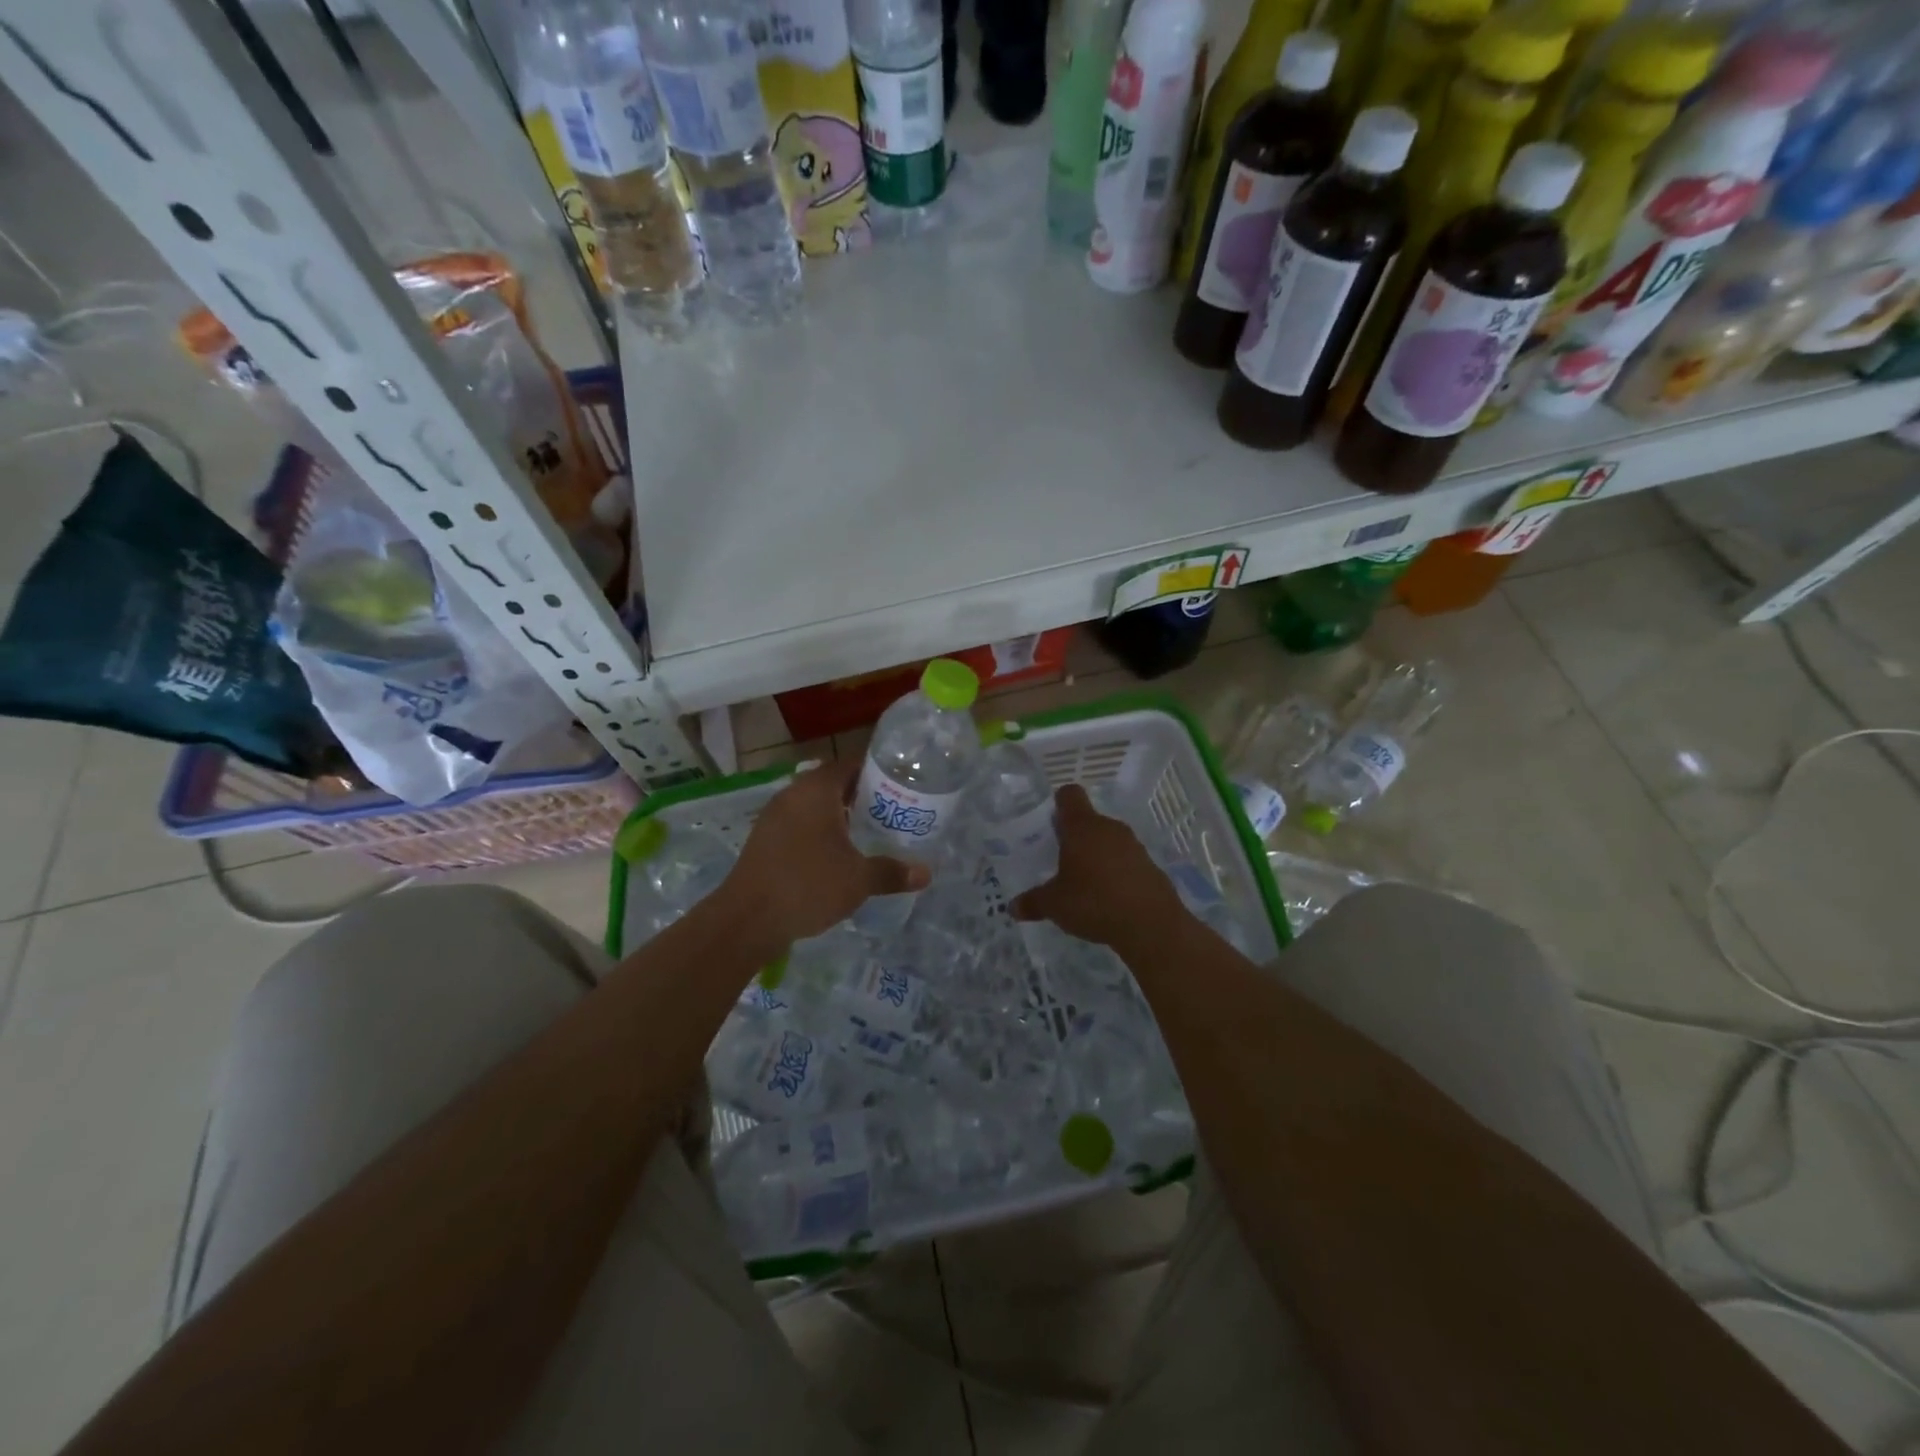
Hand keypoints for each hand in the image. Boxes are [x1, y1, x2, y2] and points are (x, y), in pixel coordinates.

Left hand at [720, 758, 928, 952]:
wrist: (747, 919)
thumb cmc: (808, 886)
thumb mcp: (858, 880)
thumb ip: (892, 872)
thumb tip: (926, 873)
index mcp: (817, 790)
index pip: (850, 764)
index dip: (876, 771)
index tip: (900, 783)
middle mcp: (793, 794)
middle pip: (831, 782)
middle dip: (860, 794)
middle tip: (890, 809)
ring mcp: (774, 816)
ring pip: (813, 804)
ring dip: (837, 813)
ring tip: (867, 830)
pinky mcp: (764, 838)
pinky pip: (798, 822)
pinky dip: (818, 829)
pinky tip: (835, 852)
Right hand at [1010, 784, 1183, 947]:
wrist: (1151, 924)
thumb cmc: (1094, 902)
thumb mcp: (1055, 905)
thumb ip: (1033, 902)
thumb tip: (1013, 907)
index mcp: (1081, 827)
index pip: (1069, 795)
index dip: (1058, 803)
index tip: (1050, 823)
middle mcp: (1108, 828)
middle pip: (1088, 820)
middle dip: (1075, 836)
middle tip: (1060, 860)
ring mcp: (1133, 845)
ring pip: (1108, 840)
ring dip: (1097, 854)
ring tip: (1084, 882)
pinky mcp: (1150, 865)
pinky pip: (1126, 860)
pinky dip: (1117, 871)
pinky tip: (1109, 897)